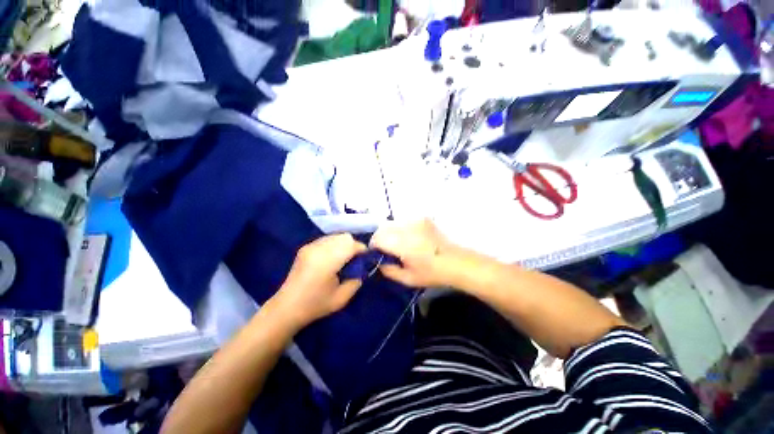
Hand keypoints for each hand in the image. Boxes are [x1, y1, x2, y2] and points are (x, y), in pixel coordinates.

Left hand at [272, 234, 366, 327]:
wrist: (286, 308)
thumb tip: (363, 267)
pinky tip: (332, 258)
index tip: (365, 259)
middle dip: (354, 246)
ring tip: (343, 259)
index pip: (351, 245)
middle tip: (354, 261)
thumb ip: (357, 280)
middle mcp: (318, 249)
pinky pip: (327, 239)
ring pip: (336, 236)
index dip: (362, 250)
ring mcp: (310, 246)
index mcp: (327, 261)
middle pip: (344, 237)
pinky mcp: (306, 247)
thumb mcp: (342, 298)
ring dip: (344, 245)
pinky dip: (335, 245)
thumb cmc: (315, 305)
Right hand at [370, 219, 458, 287]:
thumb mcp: (408, 279)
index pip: (378, 239)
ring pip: (392, 223)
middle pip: (383, 228)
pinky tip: (409, 238)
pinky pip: (404, 221)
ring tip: (398, 244)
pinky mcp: (422, 218)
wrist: (456, 262)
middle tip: (386, 249)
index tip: (377, 254)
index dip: (374, 246)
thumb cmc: (432, 273)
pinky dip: (401, 228)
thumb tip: (378, 261)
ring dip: (390, 232)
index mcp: (403, 244)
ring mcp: (416, 221)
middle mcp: (407, 228)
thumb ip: (388, 270)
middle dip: (380, 238)